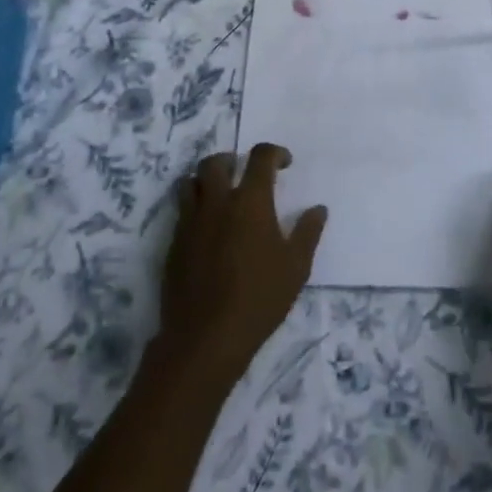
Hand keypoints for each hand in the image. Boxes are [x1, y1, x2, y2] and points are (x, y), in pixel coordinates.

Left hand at [157, 144, 325, 386]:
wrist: (205, 338)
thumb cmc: (259, 299)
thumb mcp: (296, 267)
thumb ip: (308, 232)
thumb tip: (318, 209)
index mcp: (250, 201)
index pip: (260, 157)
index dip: (274, 153)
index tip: (284, 163)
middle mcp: (217, 203)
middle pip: (215, 162)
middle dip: (231, 160)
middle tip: (243, 175)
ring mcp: (191, 223)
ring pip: (190, 182)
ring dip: (205, 181)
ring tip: (220, 197)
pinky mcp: (174, 244)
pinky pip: (181, 213)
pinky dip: (194, 210)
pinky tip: (208, 232)